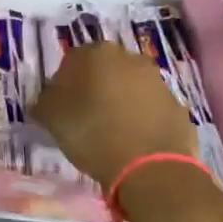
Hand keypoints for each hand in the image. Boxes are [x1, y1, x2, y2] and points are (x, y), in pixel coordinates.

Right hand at [32, 41, 198, 187]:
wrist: (151, 167)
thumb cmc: (92, 134)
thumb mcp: (51, 119)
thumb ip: (45, 103)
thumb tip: (46, 101)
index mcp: (95, 53)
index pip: (72, 61)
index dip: (64, 85)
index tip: (61, 107)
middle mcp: (129, 58)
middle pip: (104, 70)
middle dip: (95, 88)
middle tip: (85, 116)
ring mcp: (157, 81)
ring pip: (130, 87)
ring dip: (120, 102)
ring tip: (110, 132)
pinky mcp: (177, 105)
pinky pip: (151, 108)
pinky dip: (142, 119)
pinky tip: (133, 142)